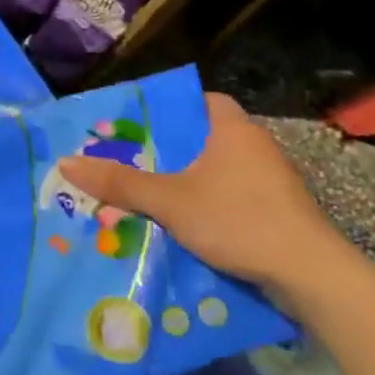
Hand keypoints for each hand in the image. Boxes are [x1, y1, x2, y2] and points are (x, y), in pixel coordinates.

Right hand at [59, 93, 337, 289]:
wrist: (310, 275)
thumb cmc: (238, 220)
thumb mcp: (169, 201)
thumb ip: (119, 182)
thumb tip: (65, 162)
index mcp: (232, 129)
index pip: (198, 99)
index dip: (167, 107)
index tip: (135, 122)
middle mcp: (254, 146)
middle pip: (201, 136)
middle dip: (166, 148)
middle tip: (126, 158)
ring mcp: (270, 180)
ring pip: (215, 168)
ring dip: (185, 178)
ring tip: (143, 190)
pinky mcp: (276, 210)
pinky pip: (230, 194)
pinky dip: (205, 201)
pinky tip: (180, 220)